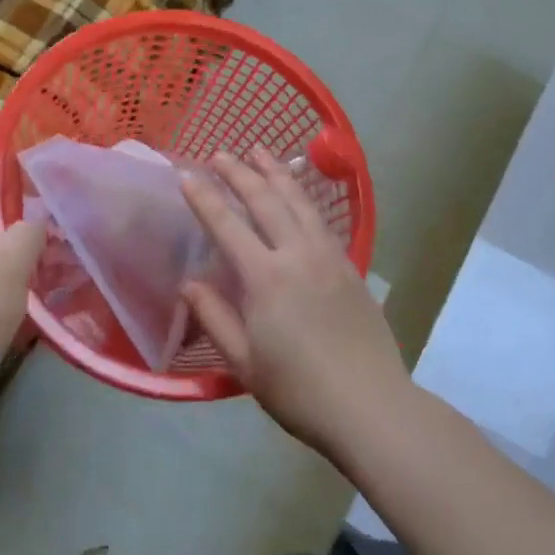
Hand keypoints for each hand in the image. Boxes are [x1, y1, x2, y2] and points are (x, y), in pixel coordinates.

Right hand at [180, 147, 410, 462]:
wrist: (369, 403)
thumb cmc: (299, 390)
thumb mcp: (245, 363)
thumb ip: (214, 318)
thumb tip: (188, 283)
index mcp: (266, 277)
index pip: (227, 225)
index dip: (204, 197)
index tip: (186, 173)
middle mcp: (297, 254)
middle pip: (265, 200)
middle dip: (239, 172)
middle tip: (220, 154)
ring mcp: (327, 255)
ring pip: (298, 200)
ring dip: (275, 172)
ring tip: (259, 151)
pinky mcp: (348, 263)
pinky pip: (320, 217)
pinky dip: (302, 196)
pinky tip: (296, 193)